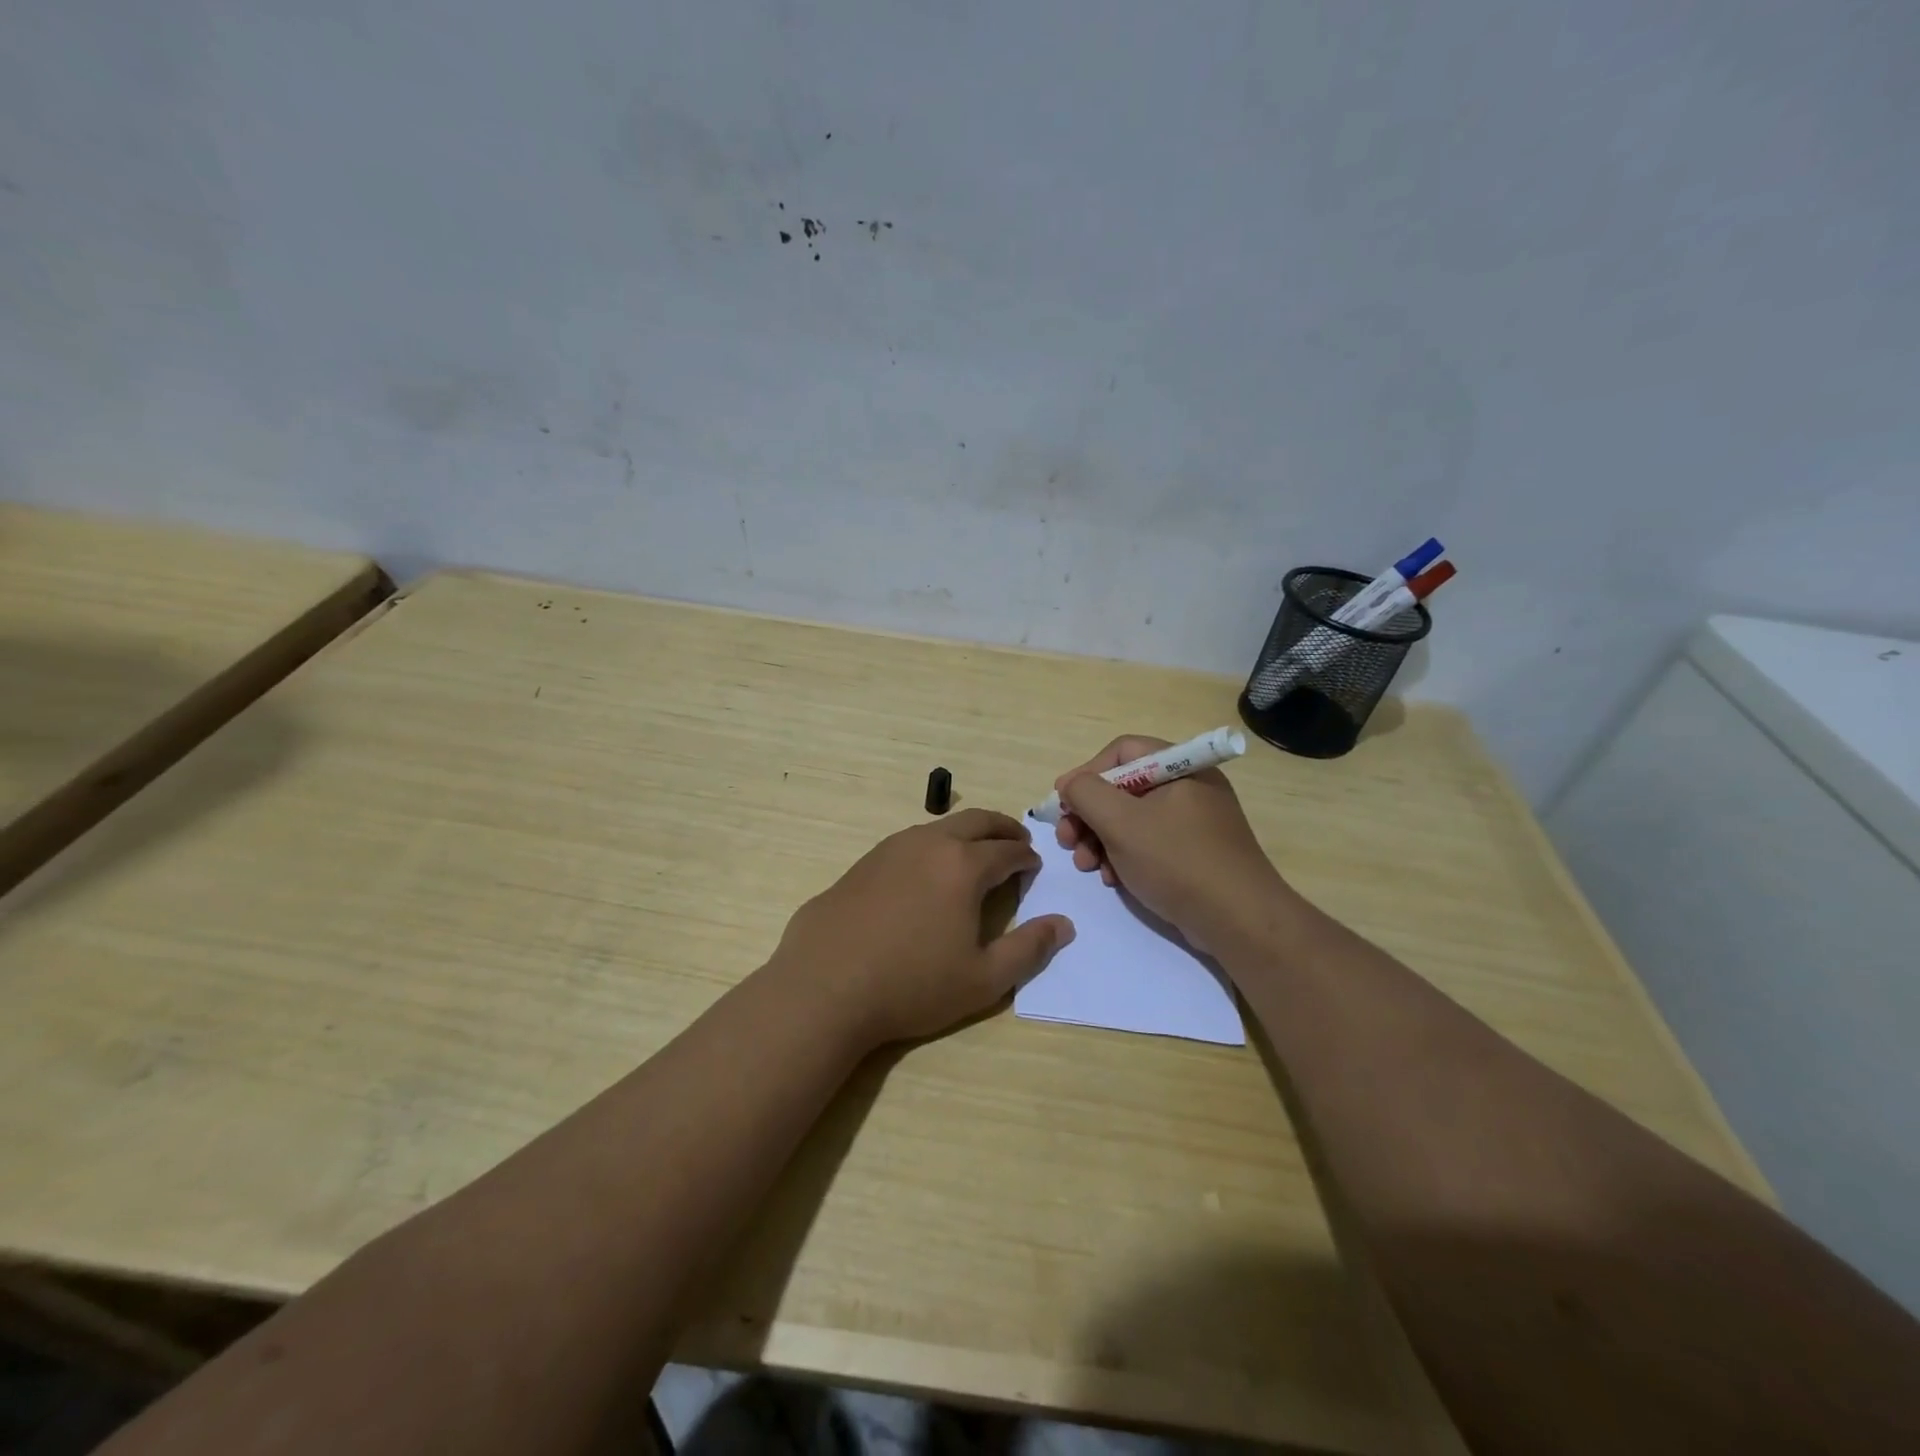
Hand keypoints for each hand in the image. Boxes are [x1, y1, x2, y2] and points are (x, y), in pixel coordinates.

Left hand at [772, 809, 1074, 1047]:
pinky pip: (909, 842)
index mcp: (963, 865)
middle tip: (1016, 841)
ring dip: (965, 834)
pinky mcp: (863, 862)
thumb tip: (1064, 925)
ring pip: (939, 827)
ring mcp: (891, 848)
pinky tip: (926, 873)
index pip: (1007, 850)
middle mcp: (929, 844)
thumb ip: (1029, 949)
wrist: (824, 986)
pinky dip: (932, 846)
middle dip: (1002, 828)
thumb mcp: (983, 979)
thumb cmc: (912, 985)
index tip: (1034, 865)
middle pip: (976, 822)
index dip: (1026, 857)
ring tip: (974, 854)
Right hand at [1054, 735, 1288, 952]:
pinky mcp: (1193, 853)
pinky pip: (1149, 843)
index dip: (1087, 773)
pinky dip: (1124, 856)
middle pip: (1123, 787)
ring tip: (1086, 865)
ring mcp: (1193, 822)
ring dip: (1100, 839)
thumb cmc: (1177, 861)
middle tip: (1067, 840)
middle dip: (1088, 814)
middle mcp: (1188, 787)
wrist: (1239, 921)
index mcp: (1179, 767)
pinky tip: (1113, 879)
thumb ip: (1086, 793)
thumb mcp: (1121, 822)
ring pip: (1131, 819)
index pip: (1121, 752)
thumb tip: (1070, 785)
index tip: (1063, 804)